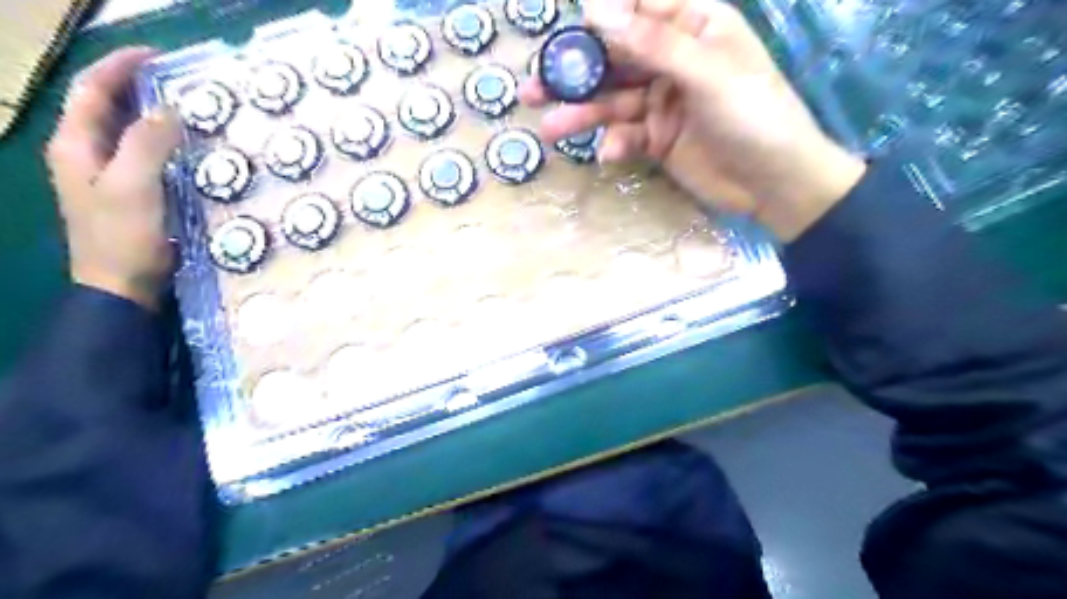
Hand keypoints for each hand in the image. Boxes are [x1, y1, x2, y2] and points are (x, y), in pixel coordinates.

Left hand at [47, 46, 180, 308]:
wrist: (121, 284)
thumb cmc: (123, 236)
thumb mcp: (134, 186)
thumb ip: (147, 144)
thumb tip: (169, 110)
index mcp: (75, 144)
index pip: (92, 90)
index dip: (120, 67)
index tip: (159, 57)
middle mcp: (85, 152)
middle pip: (106, 105)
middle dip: (138, 86)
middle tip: (182, 82)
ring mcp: (107, 173)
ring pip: (126, 129)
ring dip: (153, 113)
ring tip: (190, 107)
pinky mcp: (129, 190)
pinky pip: (144, 153)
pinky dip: (163, 140)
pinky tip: (188, 145)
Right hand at [525, 0, 864, 240]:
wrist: (774, 183)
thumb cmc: (753, 116)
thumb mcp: (705, 74)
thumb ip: (652, 43)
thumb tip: (596, 9)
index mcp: (695, 27)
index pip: (639, 9)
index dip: (601, 17)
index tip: (564, 30)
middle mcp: (673, 61)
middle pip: (616, 60)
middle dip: (576, 74)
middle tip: (534, 87)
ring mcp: (663, 102)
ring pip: (614, 102)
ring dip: (583, 115)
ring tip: (551, 129)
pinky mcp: (658, 139)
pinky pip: (627, 136)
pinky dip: (615, 144)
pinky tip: (608, 155)